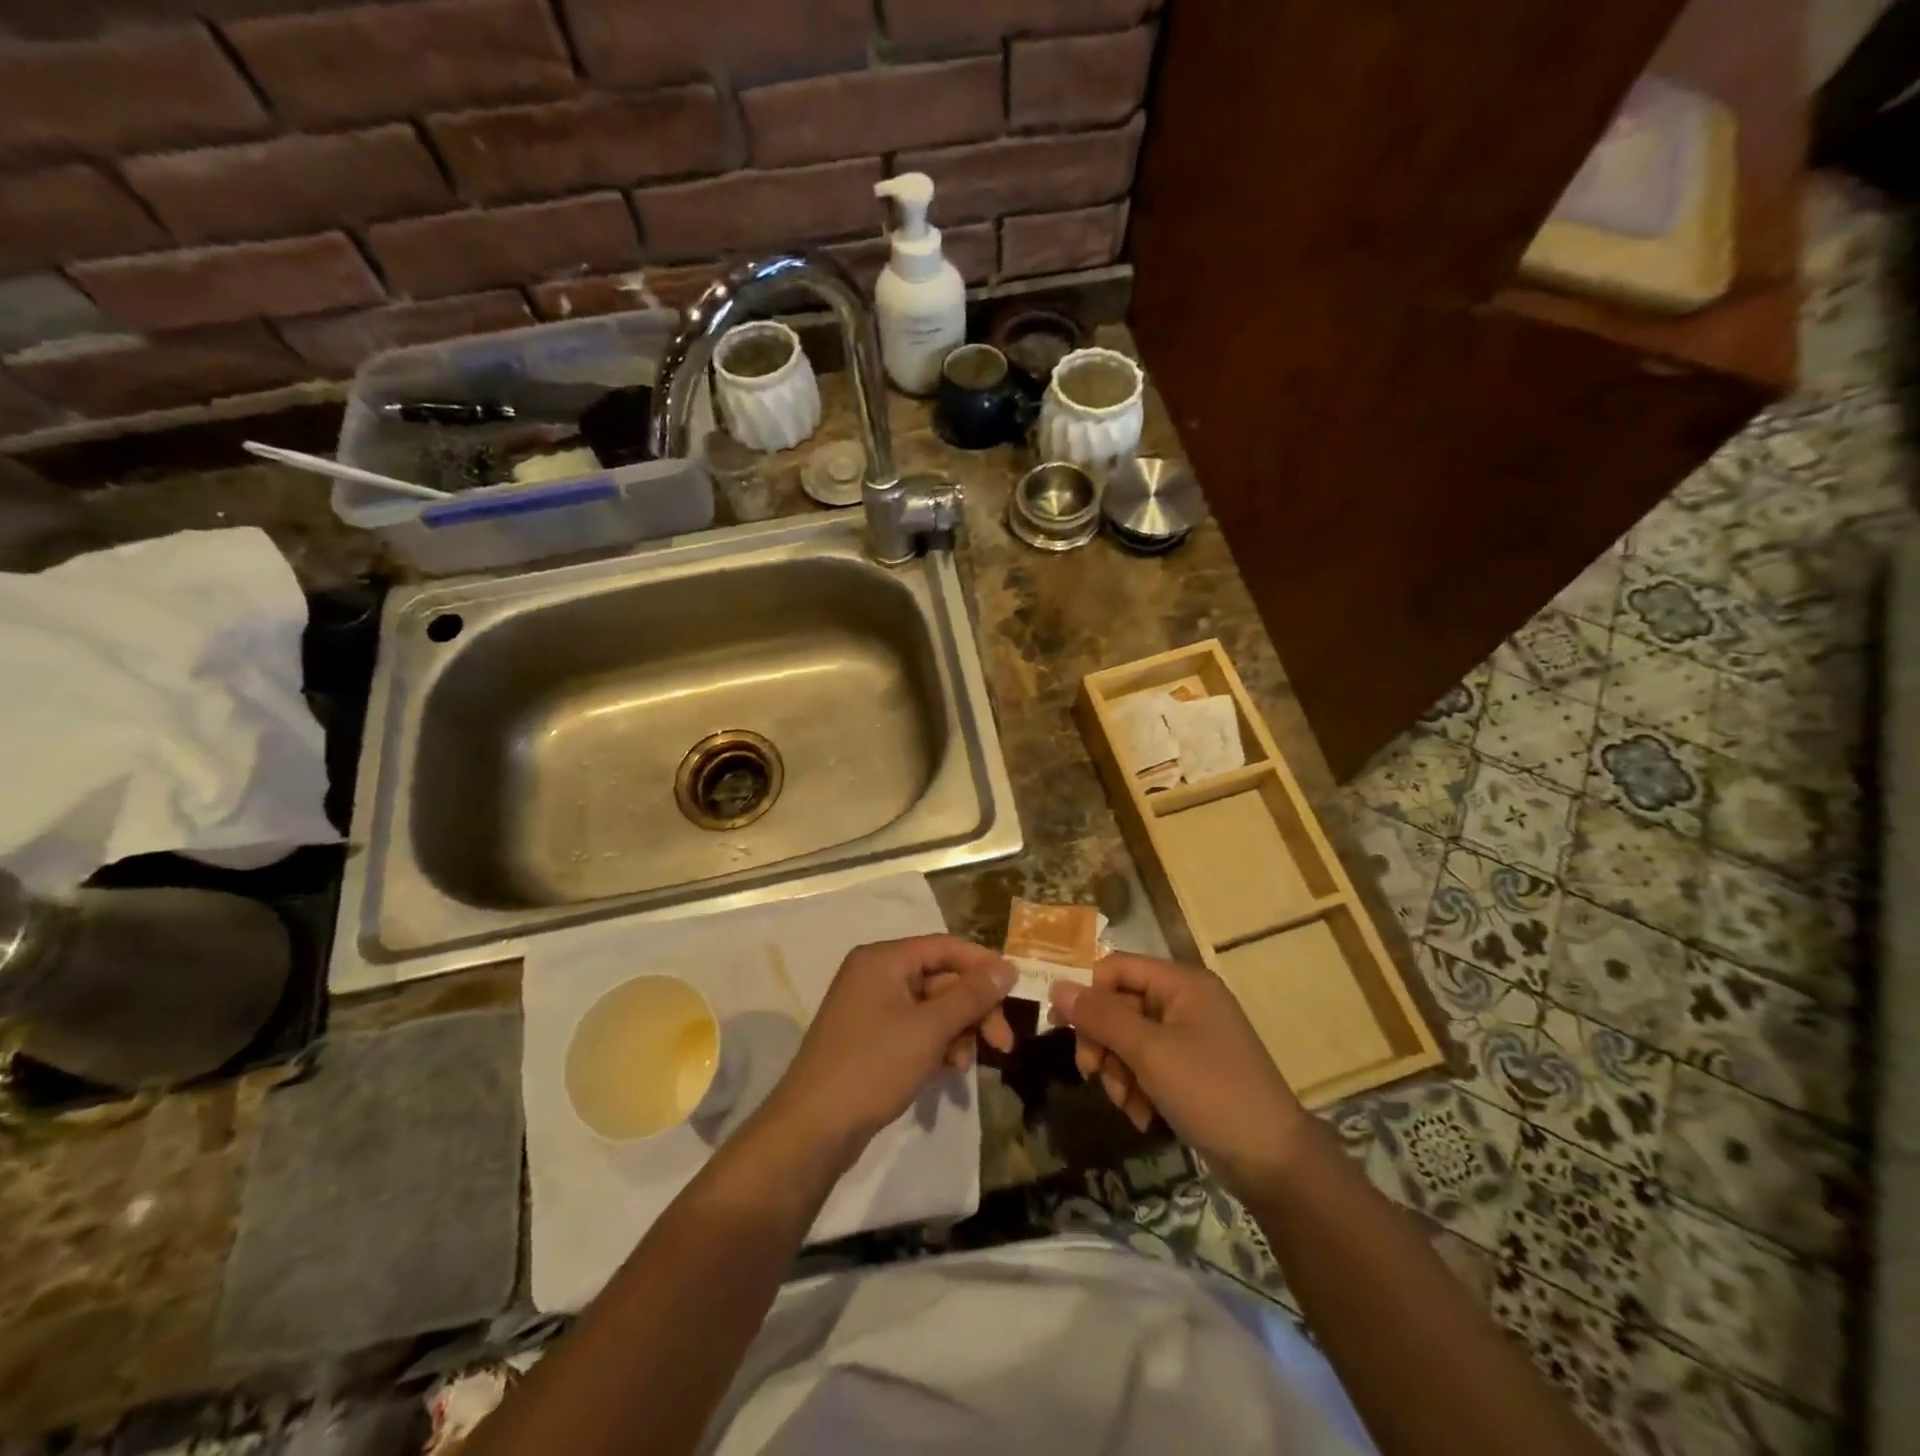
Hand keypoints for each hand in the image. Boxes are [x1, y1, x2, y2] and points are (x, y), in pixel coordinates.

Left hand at [763, 936, 1016, 1160]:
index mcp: (883, 959)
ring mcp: (870, 1008)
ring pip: (931, 1008)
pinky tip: (949, 1071)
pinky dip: (936, 1045)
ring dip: (957, 1031)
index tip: (1015, 990)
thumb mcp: (929, 1028)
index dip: (982, 964)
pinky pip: (914, 1029)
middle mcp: (875, 975)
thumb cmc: (873, 1066)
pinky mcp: (869, 1039)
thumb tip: (1008, 967)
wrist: (813, 1128)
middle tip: (1003, 1043)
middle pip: (940, 978)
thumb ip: (971, 995)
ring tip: (966, 1065)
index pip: (944, 947)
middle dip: (973, 1009)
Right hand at [1048, 953, 1311, 1195]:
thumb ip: (1101, 1017)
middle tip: (1091, 1074)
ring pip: (1129, 1039)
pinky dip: (1138, 1087)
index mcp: (1182, 983)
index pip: (1117, 967)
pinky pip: (1148, 1064)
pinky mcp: (1192, 1069)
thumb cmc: (1211, 1093)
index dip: (1087, 992)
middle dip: (1103, 1042)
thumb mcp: (1150, 1052)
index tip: (1061, 1026)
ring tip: (1126, 1104)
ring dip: (1119, 1071)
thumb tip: (1056, 986)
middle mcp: (1186, 1001)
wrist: (1275, 1163)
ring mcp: (1191, 1036)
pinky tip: (1143, 1116)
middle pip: (1120, 1005)